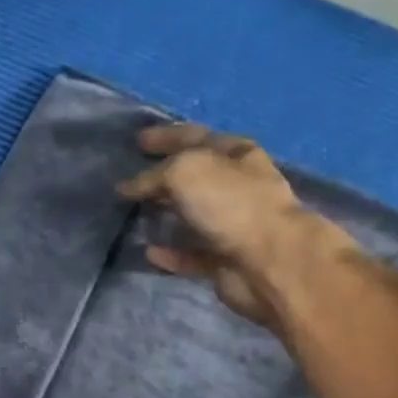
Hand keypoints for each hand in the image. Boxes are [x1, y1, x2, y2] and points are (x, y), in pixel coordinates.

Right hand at [118, 124, 349, 329]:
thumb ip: (152, 176)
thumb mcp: (184, 172)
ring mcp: (233, 224)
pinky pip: (191, 253)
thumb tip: (126, 187)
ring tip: (134, 214)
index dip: (166, 136)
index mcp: (235, 155)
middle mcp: (238, 186)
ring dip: (166, 214)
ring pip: (192, 215)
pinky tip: (148, 251)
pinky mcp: (226, 259)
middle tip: (131, 180)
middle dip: (163, 176)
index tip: (138, 141)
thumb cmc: (230, 204)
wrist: (270, 261)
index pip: (194, 137)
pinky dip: (170, 252)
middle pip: (194, 177)